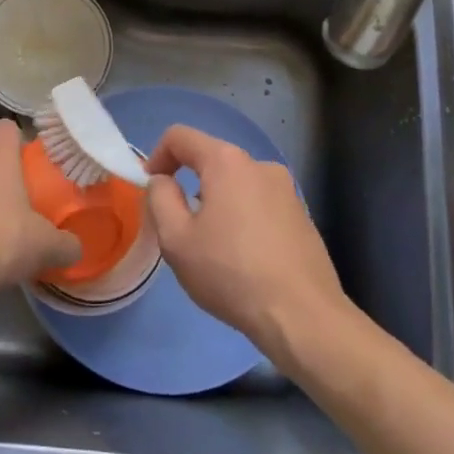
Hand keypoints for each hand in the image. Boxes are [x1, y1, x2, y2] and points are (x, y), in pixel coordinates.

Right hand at [145, 124, 350, 366]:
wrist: (302, 316)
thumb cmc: (231, 273)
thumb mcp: (176, 239)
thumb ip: (160, 198)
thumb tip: (163, 181)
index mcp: (226, 162)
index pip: (180, 137)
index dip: (157, 157)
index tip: (150, 189)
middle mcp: (259, 165)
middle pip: (211, 160)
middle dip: (188, 184)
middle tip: (180, 227)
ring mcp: (286, 190)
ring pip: (236, 184)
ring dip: (217, 204)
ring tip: (213, 248)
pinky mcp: (302, 215)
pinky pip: (260, 204)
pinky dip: (243, 219)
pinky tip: (244, 259)